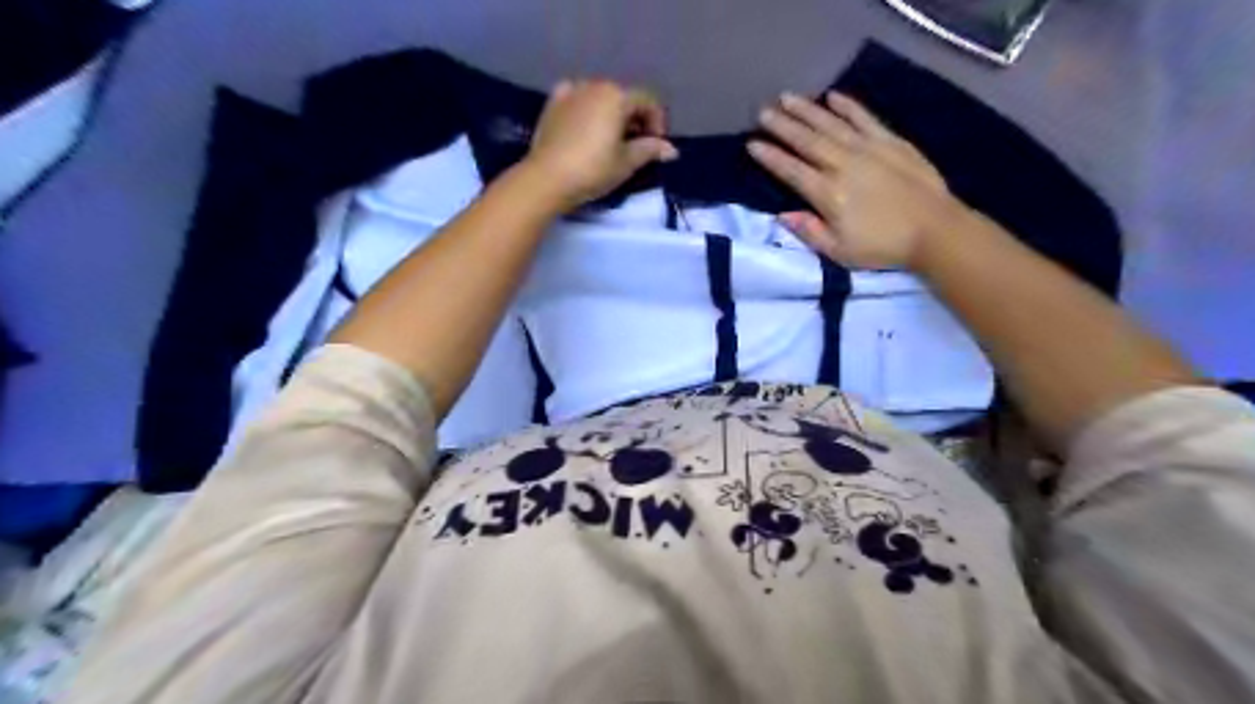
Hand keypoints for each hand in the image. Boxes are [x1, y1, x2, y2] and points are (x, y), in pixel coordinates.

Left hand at [519, 80, 677, 208]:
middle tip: (636, 146)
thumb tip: (671, 149)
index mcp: (617, 96)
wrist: (546, 178)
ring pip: (600, 97)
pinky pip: (577, 99)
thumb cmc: (592, 170)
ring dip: (612, 114)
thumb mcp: (626, 163)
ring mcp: (571, 91)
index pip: (648, 102)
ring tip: (611, 140)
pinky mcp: (552, 104)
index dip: (658, 123)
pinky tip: (586, 125)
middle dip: (635, 119)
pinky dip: (587, 109)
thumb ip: (650, 150)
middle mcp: (595, 85)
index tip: (656, 147)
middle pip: (624, 97)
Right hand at [750, 90, 956, 270]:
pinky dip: (847, 106)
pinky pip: (864, 118)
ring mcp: (868, 148)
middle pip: (807, 141)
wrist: (935, 230)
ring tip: (787, 98)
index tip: (752, 143)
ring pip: (830, 124)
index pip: (791, 170)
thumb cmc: (883, 246)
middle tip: (763, 112)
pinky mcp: (890, 141)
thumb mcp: (839, 251)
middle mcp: (843, 165)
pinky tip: (832, 96)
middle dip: (782, 126)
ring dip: (807, 110)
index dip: (770, 157)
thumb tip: (782, 215)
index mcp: (828, 194)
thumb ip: (809, 231)